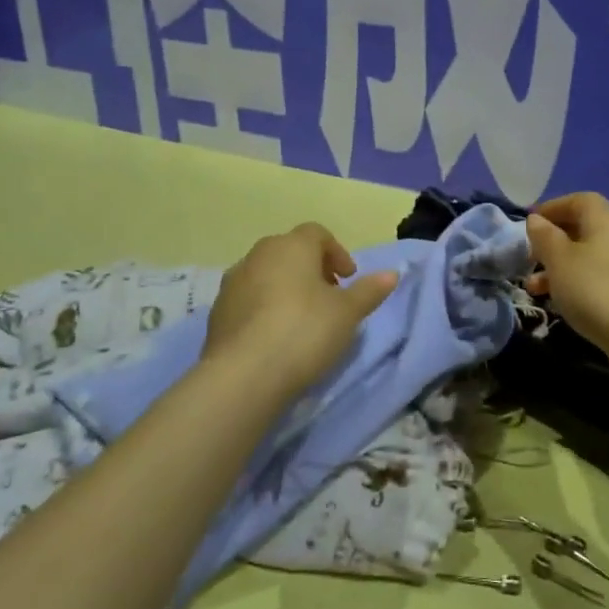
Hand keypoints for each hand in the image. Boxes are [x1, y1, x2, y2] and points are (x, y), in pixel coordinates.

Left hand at [202, 223, 398, 395]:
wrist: (244, 375)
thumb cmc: (305, 331)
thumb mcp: (348, 313)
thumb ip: (369, 290)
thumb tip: (392, 274)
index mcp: (292, 246)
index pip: (317, 233)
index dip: (336, 253)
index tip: (348, 279)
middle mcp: (258, 255)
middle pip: (289, 251)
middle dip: (311, 269)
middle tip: (328, 297)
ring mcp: (232, 283)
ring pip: (265, 275)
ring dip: (284, 288)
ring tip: (301, 320)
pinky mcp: (217, 313)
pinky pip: (247, 300)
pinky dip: (263, 309)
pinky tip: (274, 337)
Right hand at [525, 194, 608, 357]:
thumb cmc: (597, 290)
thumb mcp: (559, 261)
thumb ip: (545, 237)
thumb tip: (536, 219)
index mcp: (605, 219)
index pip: (579, 200)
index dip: (554, 207)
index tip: (530, 223)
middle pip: (585, 229)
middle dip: (554, 243)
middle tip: (530, 259)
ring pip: (591, 258)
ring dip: (562, 269)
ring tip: (536, 290)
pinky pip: (601, 280)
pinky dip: (580, 286)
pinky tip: (565, 306)